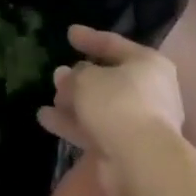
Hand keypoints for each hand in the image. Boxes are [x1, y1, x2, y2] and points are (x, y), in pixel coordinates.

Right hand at [37, 25, 184, 195]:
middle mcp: (149, 91)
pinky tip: (46, 119)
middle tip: (57, 74)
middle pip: (108, 79)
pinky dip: (73, 124)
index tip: (69, 33)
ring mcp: (139, 122)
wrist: (141, 161)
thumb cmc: (118, 104)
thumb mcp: (87, 80)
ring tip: (47, 99)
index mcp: (148, 64)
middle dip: (80, 78)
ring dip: (73, 103)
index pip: (114, 44)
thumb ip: (74, 76)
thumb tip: (65, 76)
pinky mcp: (126, 148)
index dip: (90, 38)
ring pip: (100, 107)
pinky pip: (96, 129)